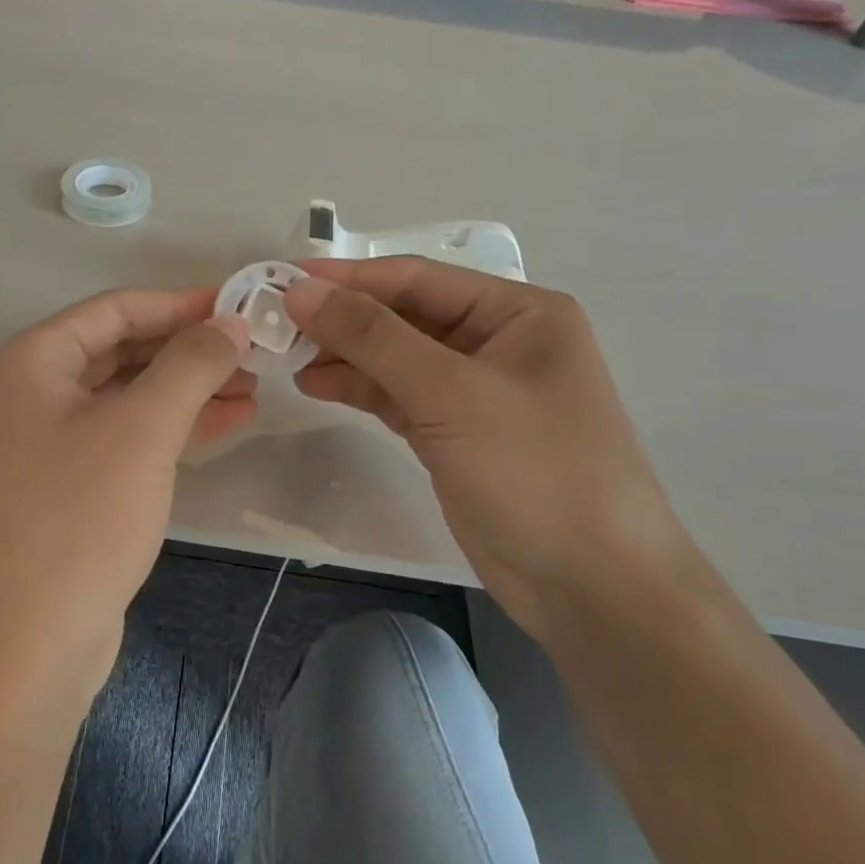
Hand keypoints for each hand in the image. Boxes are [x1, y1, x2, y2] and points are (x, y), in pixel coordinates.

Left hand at [0, 288, 253, 684]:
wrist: (27, 643)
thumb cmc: (79, 518)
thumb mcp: (142, 430)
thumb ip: (190, 364)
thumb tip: (231, 321)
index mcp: (28, 362)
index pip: (114, 310)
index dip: (181, 304)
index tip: (240, 305)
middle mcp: (27, 392)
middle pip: (121, 350)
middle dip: (189, 350)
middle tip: (254, 352)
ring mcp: (43, 441)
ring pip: (126, 396)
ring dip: (187, 389)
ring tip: (252, 388)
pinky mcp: (65, 483)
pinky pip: (123, 436)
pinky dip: (170, 427)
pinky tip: (226, 422)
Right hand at [284, 260, 689, 635]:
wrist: (590, 586)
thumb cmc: (534, 470)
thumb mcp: (450, 393)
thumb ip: (372, 337)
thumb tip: (301, 290)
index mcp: (518, 312)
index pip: (416, 278)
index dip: (347, 278)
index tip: (282, 279)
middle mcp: (498, 341)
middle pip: (403, 316)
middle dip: (342, 319)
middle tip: (274, 322)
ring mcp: (475, 391)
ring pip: (396, 358)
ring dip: (344, 355)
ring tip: (285, 357)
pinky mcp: (455, 433)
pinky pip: (398, 396)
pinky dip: (359, 389)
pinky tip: (315, 384)